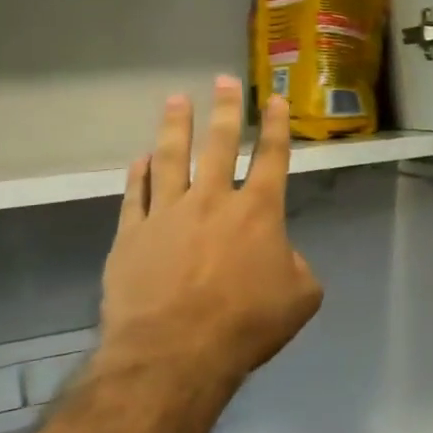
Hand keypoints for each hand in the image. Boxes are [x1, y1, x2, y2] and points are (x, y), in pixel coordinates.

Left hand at [98, 77, 323, 397]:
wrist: (174, 352)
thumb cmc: (247, 322)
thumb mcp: (300, 295)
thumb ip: (297, 265)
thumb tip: (280, 257)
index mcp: (259, 210)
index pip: (271, 156)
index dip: (275, 125)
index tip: (274, 98)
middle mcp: (213, 201)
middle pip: (219, 144)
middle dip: (225, 109)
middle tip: (223, 80)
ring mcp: (166, 215)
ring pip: (171, 159)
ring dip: (175, 127)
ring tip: (175, 100)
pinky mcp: (131, 237)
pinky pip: (135, 195)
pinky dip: (139, 174)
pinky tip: (140, 159)